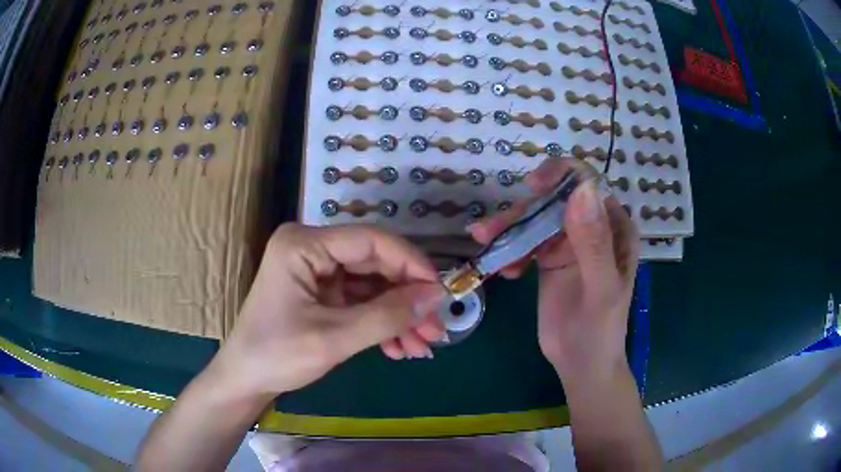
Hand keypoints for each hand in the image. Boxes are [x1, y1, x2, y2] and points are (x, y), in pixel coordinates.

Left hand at [210, 224, 446, 397]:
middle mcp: (311, 248)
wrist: (245, 380)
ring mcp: (316, 270)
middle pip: (375, 263)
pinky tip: (399, 346)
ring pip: (372, 284)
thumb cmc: (277, 356)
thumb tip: (436, 297)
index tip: (441, 292)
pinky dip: (381, 322)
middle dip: (407, 299)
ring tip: (422, 345)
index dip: (411, 264)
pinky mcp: (321, 291)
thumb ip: (387, 316)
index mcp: (303, 245)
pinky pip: (361, 300)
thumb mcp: (334, 338)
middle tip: (435, 328)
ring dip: (398, 315)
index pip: (371, 241)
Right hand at [468, 158, 638, 379]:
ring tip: (484, 242)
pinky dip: (510, 249)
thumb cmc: (599, 331)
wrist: (580, 365)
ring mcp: (569, 242)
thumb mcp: (601, 290)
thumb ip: (594, 243)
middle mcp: (593, 227)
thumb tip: (581, 189)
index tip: (531, 188)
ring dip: (508, 228)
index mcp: (615, 227)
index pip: (589, 184)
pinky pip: (526, 241)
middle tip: (490, 231)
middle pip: (554, 200)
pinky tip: (506, 271)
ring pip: (535, 219)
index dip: (561, 176)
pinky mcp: (550, 258)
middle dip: (522, 210)